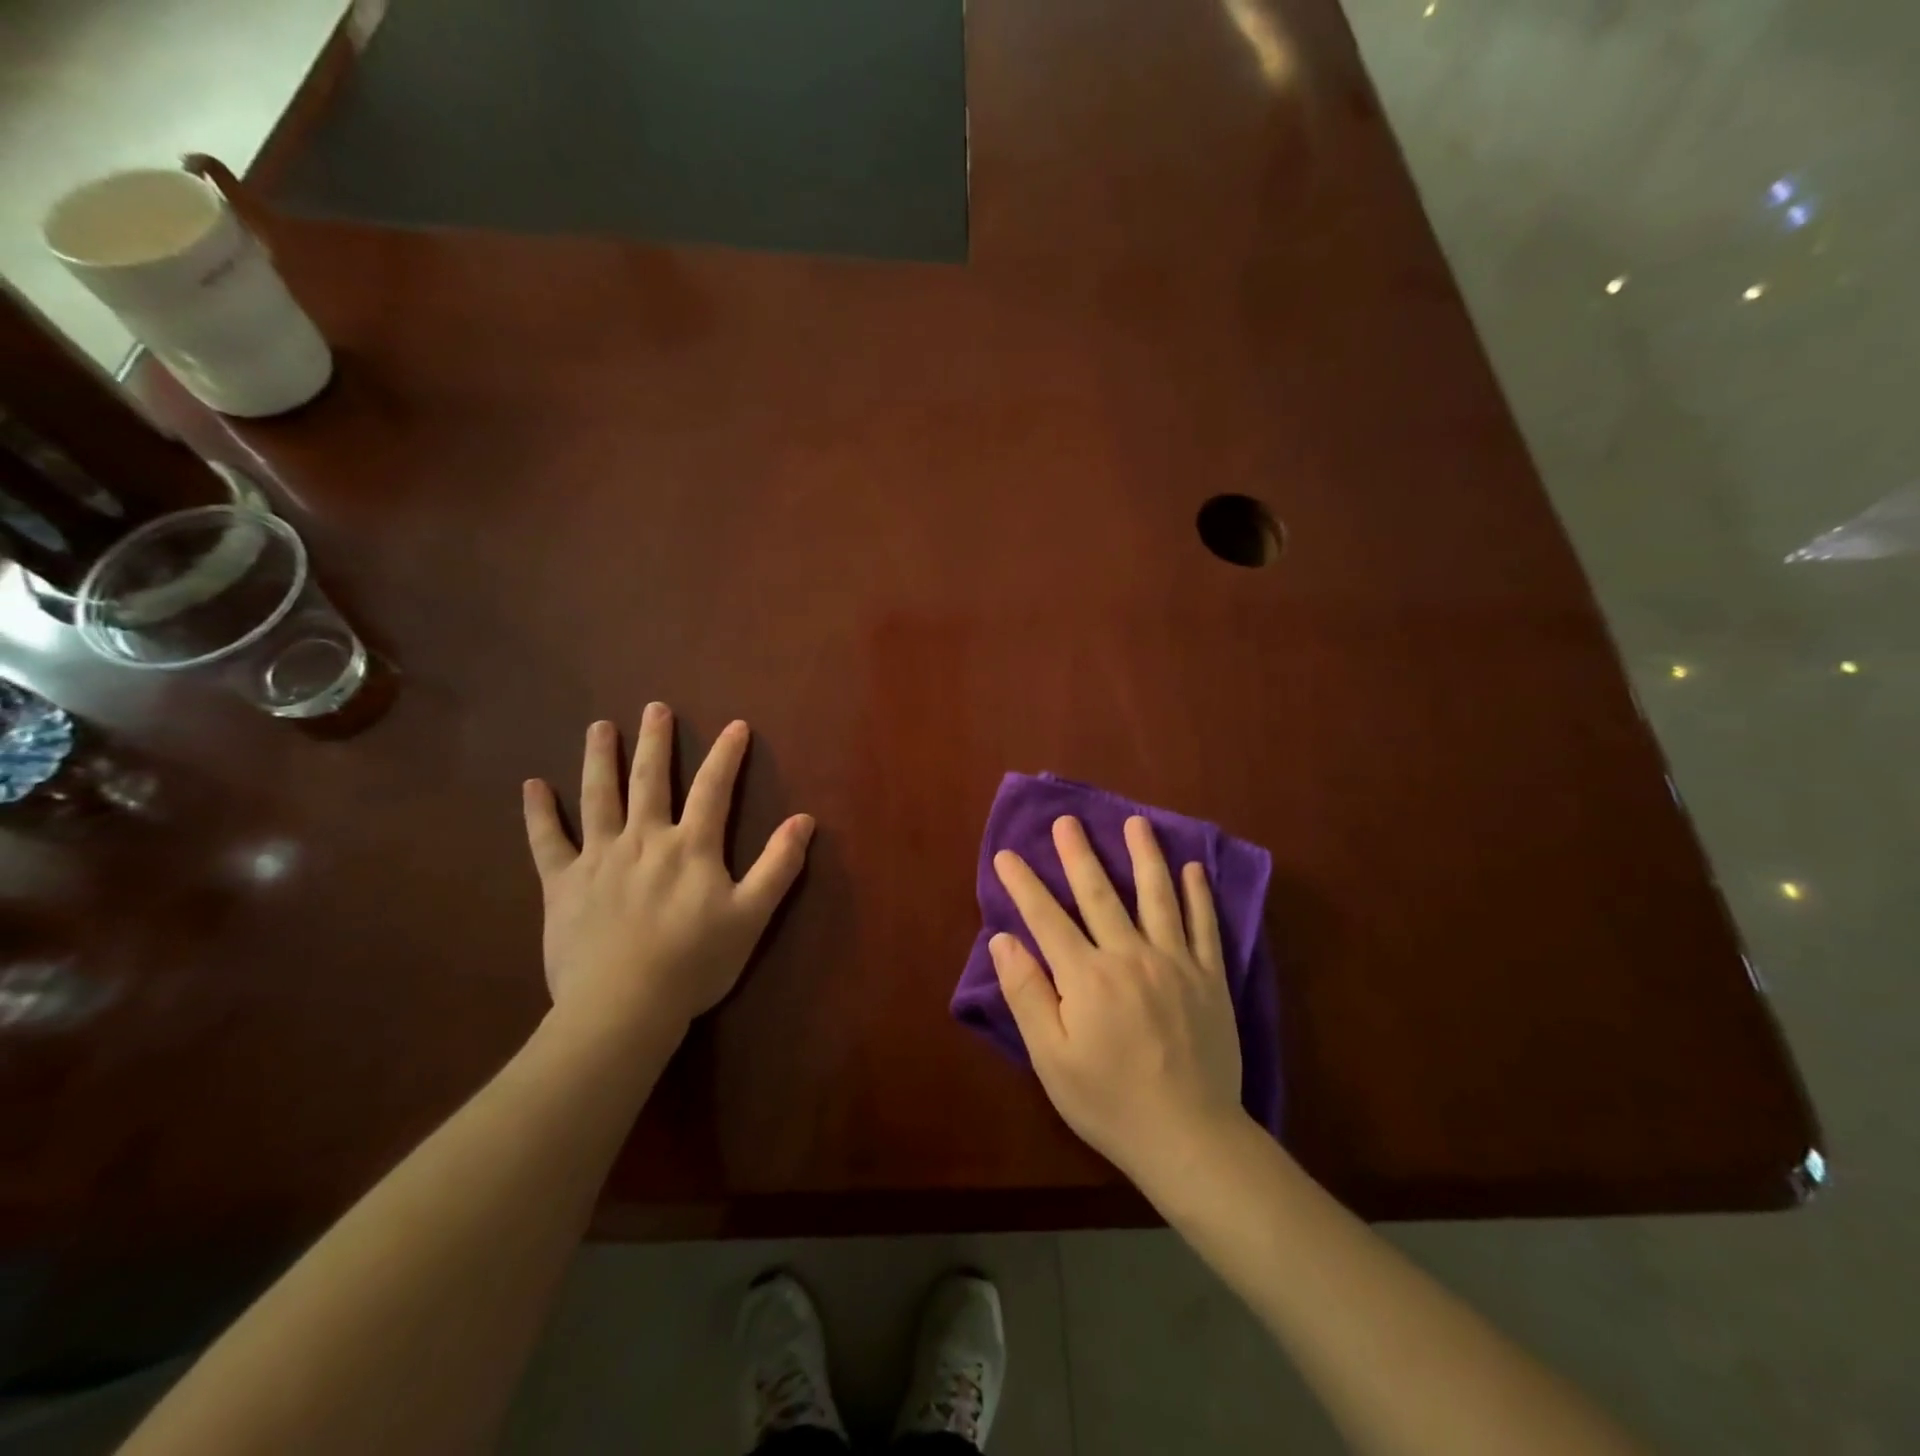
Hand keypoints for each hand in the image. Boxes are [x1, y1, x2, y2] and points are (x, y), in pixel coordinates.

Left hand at [522, 705, 813, 1045]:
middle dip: (655, 742)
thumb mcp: (752, 915)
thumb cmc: (694, 962)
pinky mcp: (562, 884)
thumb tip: (806, 819)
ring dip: (599, 758)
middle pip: (650, 780)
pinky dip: (539, 813)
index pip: (714, 788)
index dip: (727, 755)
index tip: (736, 725)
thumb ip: (779, 865)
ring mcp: (599, 858)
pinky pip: (546, 841)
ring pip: (598, 797)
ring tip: (599, 726)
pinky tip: (532, 786)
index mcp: (691, 846)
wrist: (623, 1006)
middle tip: (654, 708)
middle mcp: (644, 839)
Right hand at [991, 814, 1244, 1186]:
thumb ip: (1027, 994)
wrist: (1189, 1137)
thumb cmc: (1108, 1102)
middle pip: (1099, 893)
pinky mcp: (1210, 978)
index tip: (1006, 854)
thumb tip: (1004, 940)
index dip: (1023, 884)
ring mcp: (1175, 963)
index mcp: (1086, 976)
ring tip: (1135, 822)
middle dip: (1079, 854)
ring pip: (1156, 896)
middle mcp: (1130, 955)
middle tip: (1067, 820)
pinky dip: (1198, 894)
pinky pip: (1205, 925)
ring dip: (1144, 856)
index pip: (1046, 917)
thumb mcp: (1051, 1058)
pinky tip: (1192, 868)